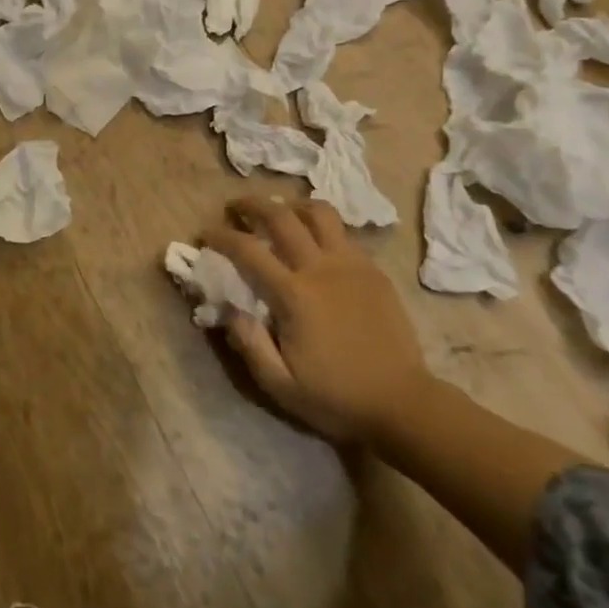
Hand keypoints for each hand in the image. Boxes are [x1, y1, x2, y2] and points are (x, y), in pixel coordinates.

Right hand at [200, 195, 433, 445]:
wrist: (403, 403)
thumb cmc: (337, 397)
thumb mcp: (281, 385)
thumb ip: (249, 344)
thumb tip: (229, 310)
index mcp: (294, 294)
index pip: (247, 250)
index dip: (221, 236)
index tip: (205, 233)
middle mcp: (321, 268)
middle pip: (281, 216)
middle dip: (252, 204)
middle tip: (236, 207)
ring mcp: (352, 265)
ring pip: (319, 213)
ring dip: (293, 206)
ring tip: (280, 213)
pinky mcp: (373, 271)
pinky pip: (343, 234)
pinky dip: (321, 227)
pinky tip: (315, 243)